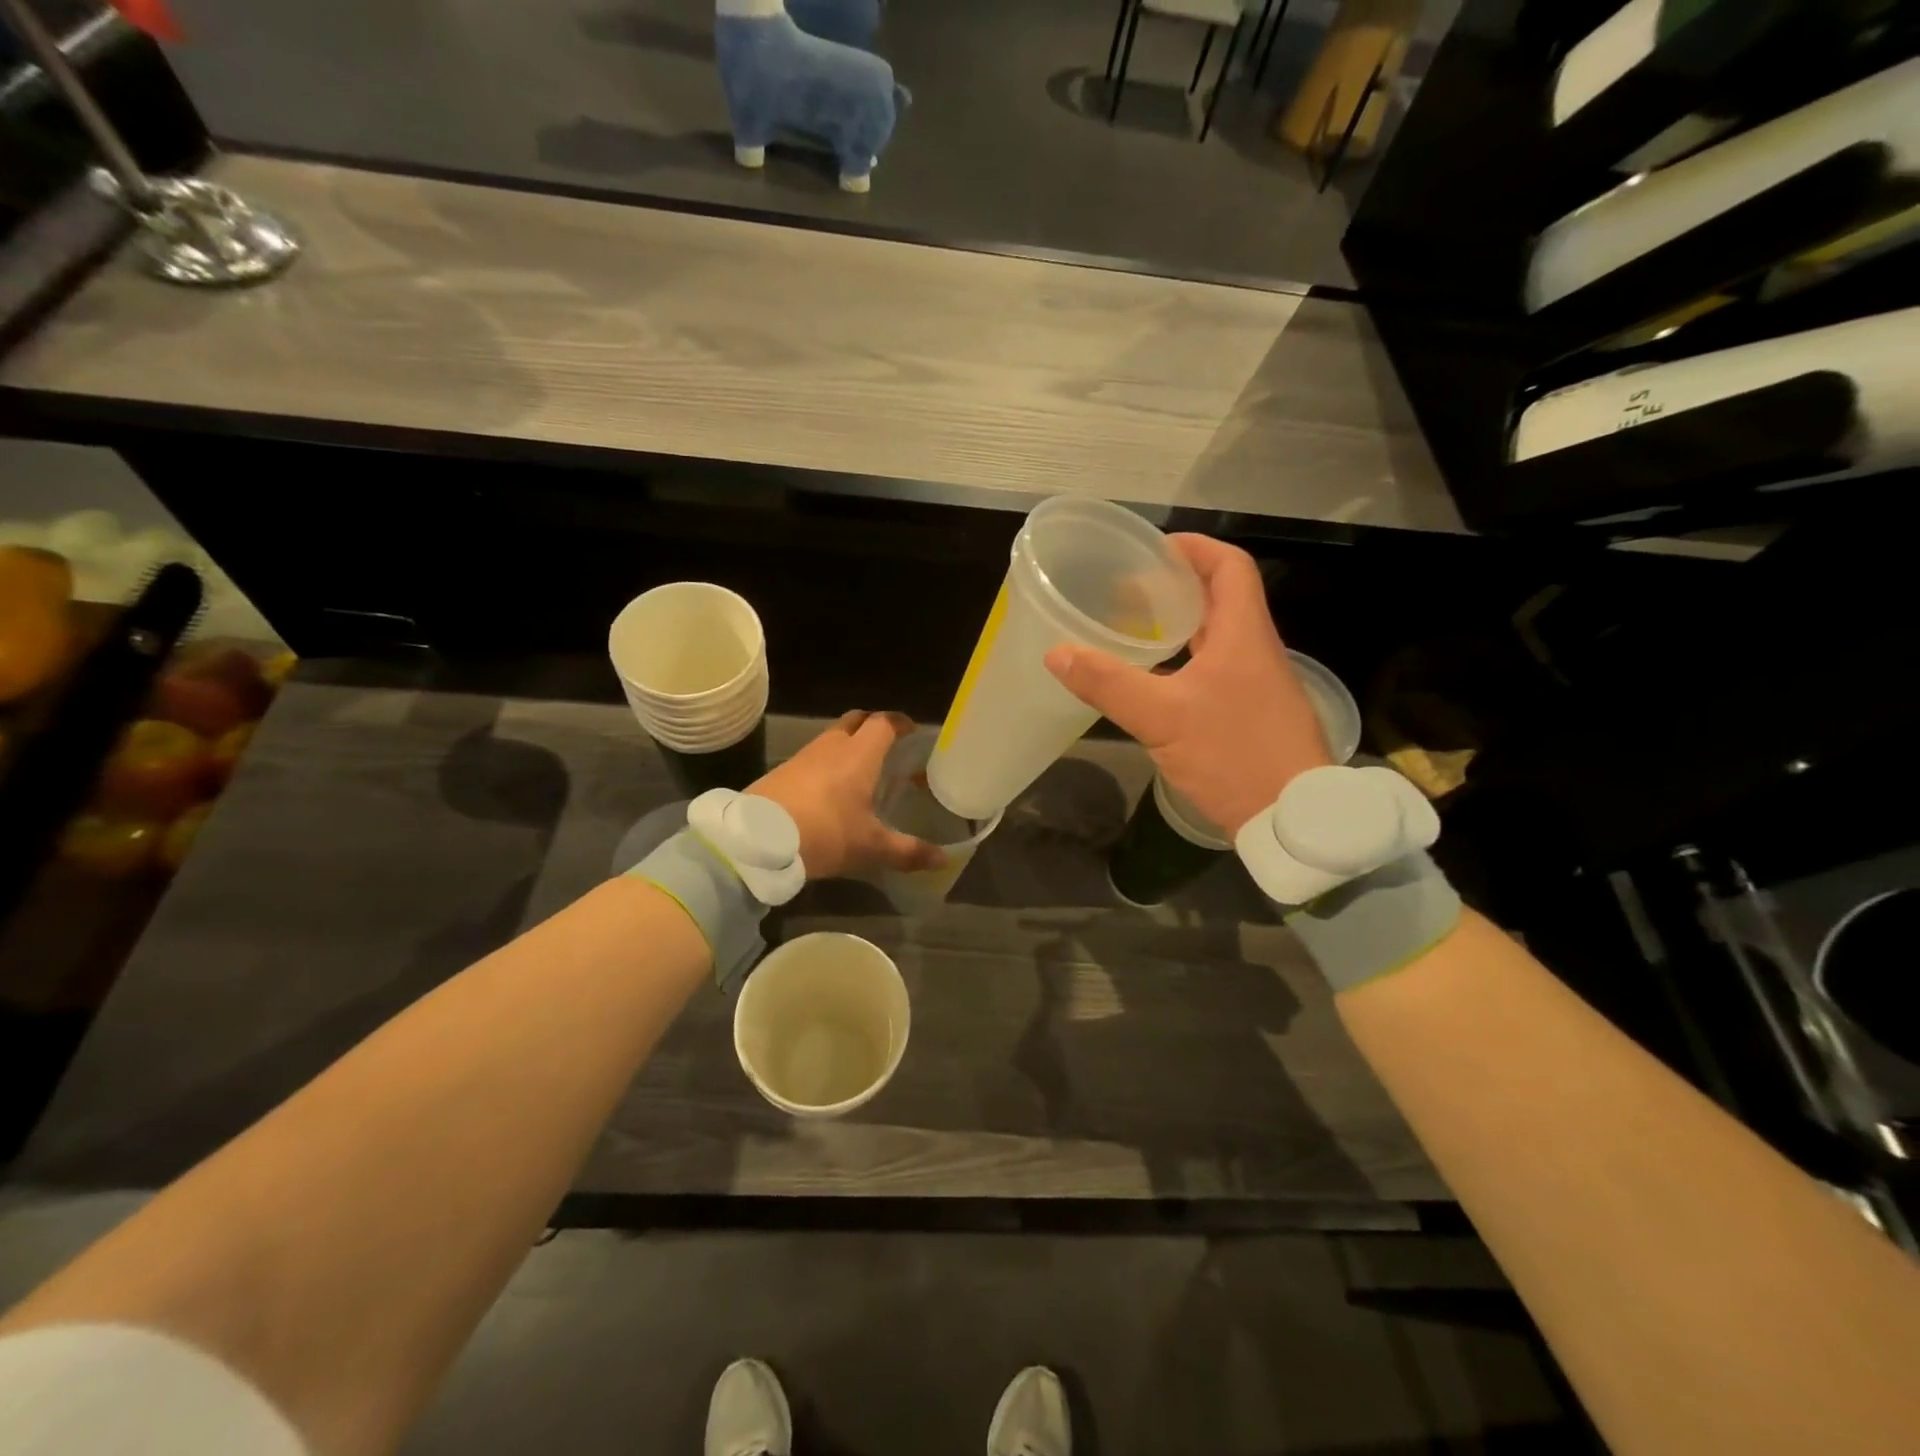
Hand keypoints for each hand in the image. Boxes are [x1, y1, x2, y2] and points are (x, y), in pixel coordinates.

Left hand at [751, 711, 945, 879]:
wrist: (757, 840)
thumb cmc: (825, 833)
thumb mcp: (870, 847)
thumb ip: (907, 851)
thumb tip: (943, 860)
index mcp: (859, 754)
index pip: (884, 723)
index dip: (900, 723)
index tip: (912, 730)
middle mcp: (832, 746)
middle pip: (856, 720)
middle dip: (873, 727)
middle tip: (888, 747)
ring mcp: (803, 756)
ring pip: (832, 737)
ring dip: (848, 745)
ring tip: (862, 770)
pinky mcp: (782, 771)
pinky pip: (812, 756)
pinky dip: (827, 763)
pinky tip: (830, 790)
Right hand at [1044, 534, 1330, 834]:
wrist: (1293, 819)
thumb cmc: (1234, 755)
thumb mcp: (1162, 717)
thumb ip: (1108, 683)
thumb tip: (1057, 653)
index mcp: (1243, 634)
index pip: (1229, 566)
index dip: (1193, 548)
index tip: (1151, 550)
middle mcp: (1255, 650)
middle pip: (1220, 598)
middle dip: (1175, 587)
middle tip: (1127, 591)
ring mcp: (1257, 684)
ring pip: (1216, 637)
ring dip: (1179, 626)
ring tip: (1133, 629)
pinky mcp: (1252, 713)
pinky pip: (1216, 669)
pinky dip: (1184, 662)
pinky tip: (1154, 682)